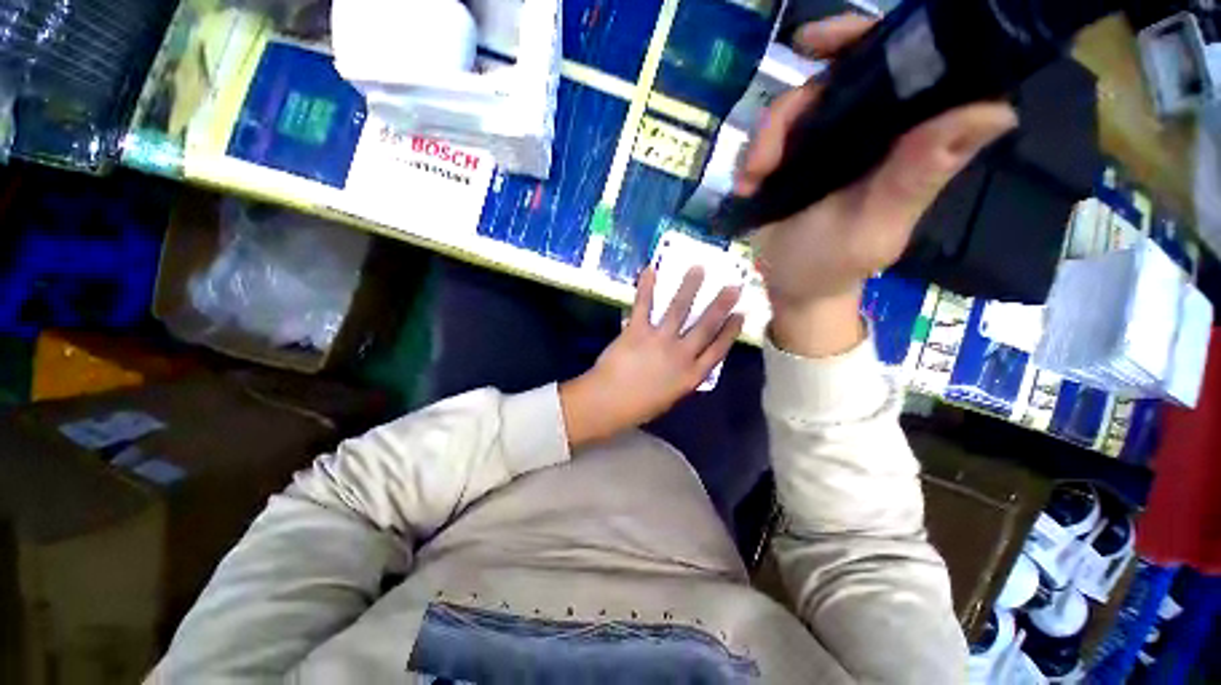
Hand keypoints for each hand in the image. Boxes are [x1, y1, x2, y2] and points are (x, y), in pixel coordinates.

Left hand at [559, 266, 743, 448]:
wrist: (608, 404)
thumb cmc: (638, 407)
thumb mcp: (670, 397)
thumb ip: (681, 377)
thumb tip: (686, 359)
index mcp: (691, 376)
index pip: (718, 349)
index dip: (730, 331)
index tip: (740, 315)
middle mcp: (681, 355)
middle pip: (706, 326)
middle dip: (721, 305)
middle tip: (733, 286)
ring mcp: (659, 341)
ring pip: (679, 310)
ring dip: (689, 288)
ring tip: (698, 269)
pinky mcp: (637, 331)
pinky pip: (644, 305)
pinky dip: (646, 287)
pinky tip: (651, 270)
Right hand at [739, 16, 1017, 357]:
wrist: (793, 285)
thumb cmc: (836, 264)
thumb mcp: (877, 225)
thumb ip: (920, 175)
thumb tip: (995, 111)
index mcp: (903, 137)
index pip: (903, 64)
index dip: (865, 38)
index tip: (817, 43)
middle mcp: (866, 129)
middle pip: (830, 79)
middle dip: (791, 105)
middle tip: (764, 151)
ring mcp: (822, 145)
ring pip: (790, 110)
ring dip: (763, 142)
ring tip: (753, 182)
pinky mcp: (788, 162)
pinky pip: (764, 140)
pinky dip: (750, 159)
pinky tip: (747, 187)